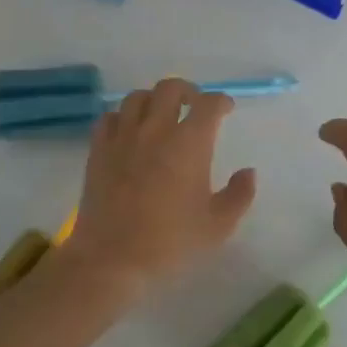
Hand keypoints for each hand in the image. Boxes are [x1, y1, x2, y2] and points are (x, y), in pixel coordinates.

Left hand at [65, 78, 256, 297]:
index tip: (226, 110)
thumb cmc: (170, 242)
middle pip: (171, 87)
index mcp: (190, 142)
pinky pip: (109, 117)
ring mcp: (123, 136)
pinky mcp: (99, 149)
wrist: (112, 258)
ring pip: (138, 96)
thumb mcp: (218, 226)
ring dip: (153, 100)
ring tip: (160, 115)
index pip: (209, 103)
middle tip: (194, 106)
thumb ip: (239, 195)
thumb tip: (248, 172)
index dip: (221, 102)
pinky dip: (122, 117)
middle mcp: (156, 129)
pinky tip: (128, 131)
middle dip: (188, 91)